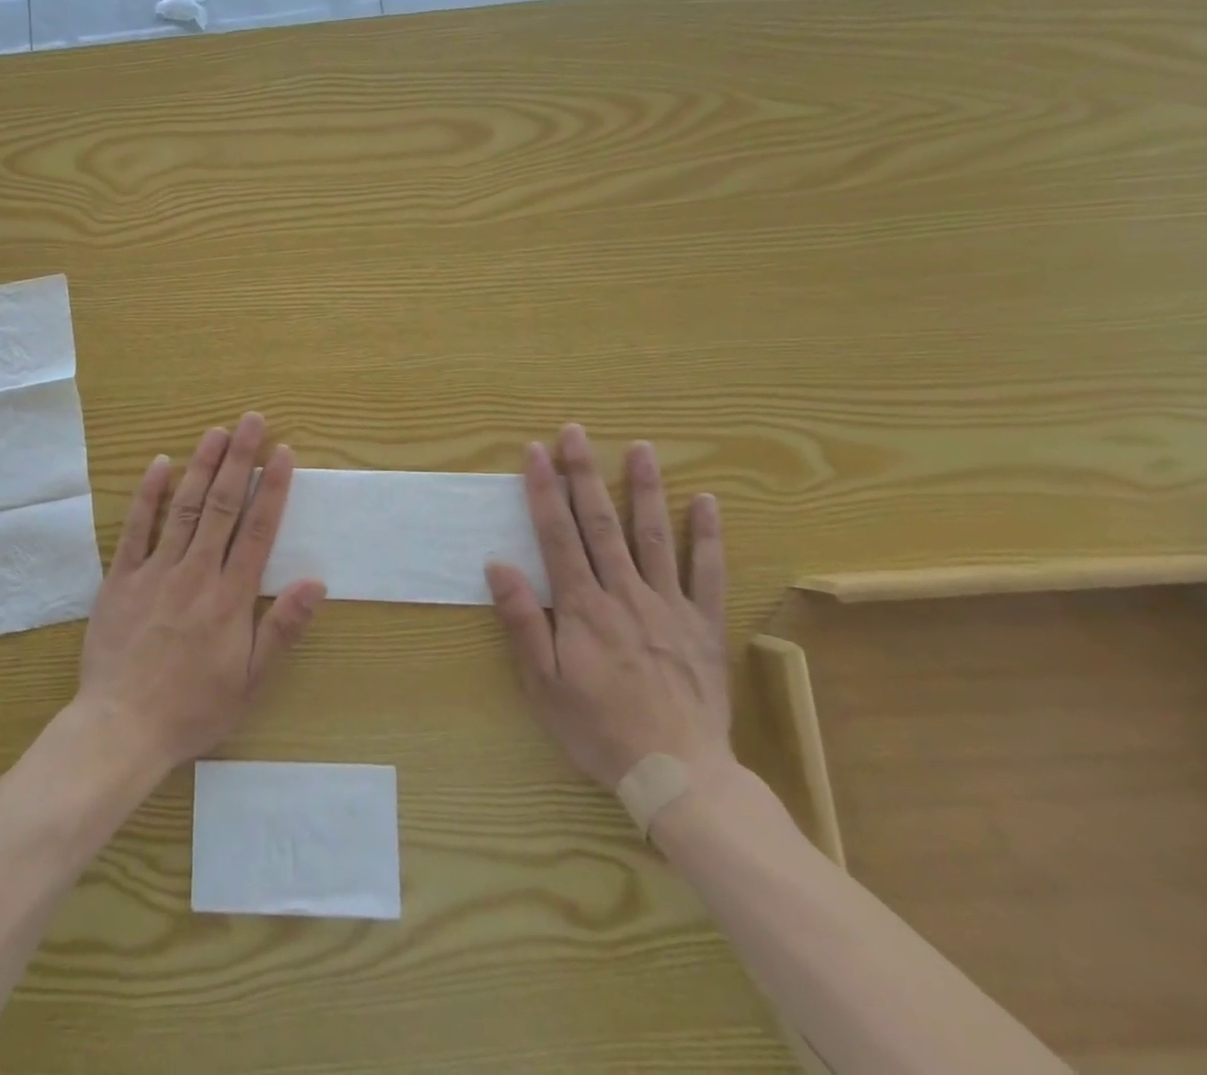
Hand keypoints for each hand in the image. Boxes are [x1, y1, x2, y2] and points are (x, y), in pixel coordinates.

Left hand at [76, 412, 326, 770]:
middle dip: (240, 460)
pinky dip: (148, 495)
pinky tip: (158, 465)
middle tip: (252, 421)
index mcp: (230, 598)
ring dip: (202, 466)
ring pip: (184, 508)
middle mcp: (196, 573)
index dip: (273, 488)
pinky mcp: (120, 578)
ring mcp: (156, 572)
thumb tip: (317, 582)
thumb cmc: (194, 709)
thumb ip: (282, 629)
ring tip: (217, 431)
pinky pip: (135, 529)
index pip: (258, 530)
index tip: (283, 453)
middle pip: (224, 506)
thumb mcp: (251, 682)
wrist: (121, 729)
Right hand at [485, 424, 731, 788]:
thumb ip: (523, 621)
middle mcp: (625, 593)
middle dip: (584, 473)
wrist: (678, 774)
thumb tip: (499, 565)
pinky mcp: (703, 623)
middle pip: (601, 523)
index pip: (557, 535)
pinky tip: (706, 501)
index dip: (544, 491)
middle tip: (575, 432)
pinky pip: (708, 572)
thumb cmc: (598, 729)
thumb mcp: (543, 684)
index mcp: (583, 607)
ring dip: (644, 488)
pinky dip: (707, 535)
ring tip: (640, 447)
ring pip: (653, 535)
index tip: (535, 453)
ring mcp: (669, 605)